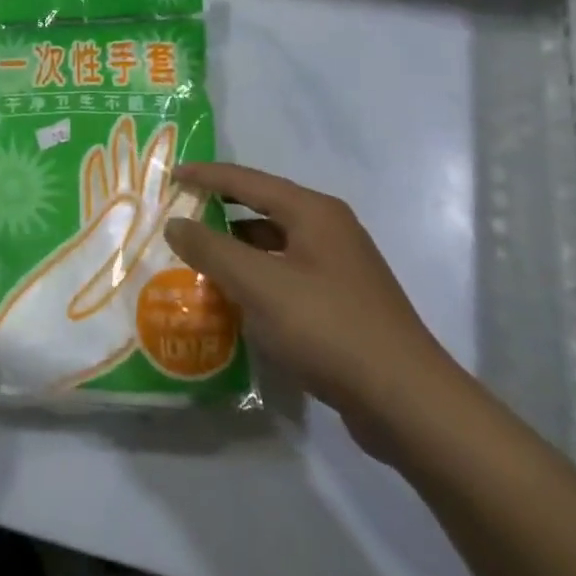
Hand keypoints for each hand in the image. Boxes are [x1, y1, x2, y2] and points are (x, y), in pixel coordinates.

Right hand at [163, 162, 465, 453]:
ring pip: (272, 246)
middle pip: (261, 209)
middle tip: (177, 216)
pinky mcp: (339, 303)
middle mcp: (328, 231)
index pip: (248, 180)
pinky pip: (283, 277)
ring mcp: (337, 268)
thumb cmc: (328, 328)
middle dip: (217, 212)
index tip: (171, 174)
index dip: (206, 176)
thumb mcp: (259, 284)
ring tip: (193, 260)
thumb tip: (175, 223)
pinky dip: (254, 280)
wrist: (405, 401)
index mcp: (313, 213)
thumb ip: (211, 249)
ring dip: (234, 251)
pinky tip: (230, 300)